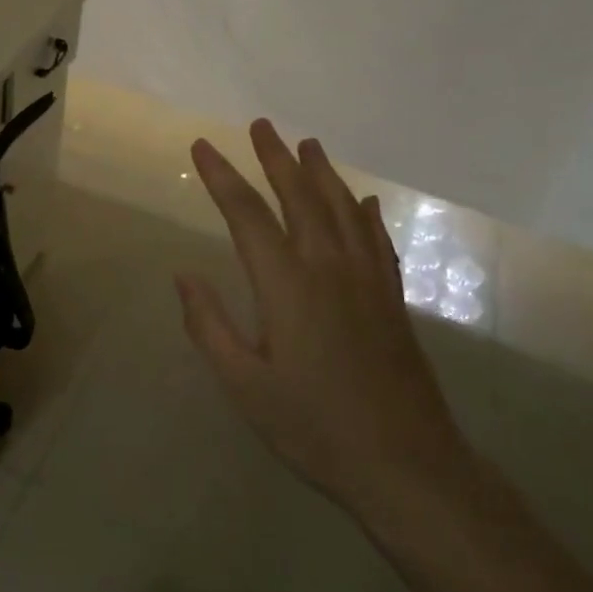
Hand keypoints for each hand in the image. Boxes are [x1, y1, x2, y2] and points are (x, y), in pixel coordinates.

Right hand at [174, 120, 473, 522]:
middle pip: (300, 197)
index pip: (247, 215)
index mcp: (287, 285)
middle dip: (275, 159)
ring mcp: (367, 281)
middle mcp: (329, 268)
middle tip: (260, 125)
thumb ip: (210, 326)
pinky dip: (365, 214)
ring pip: (342, 210)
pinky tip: (363, 201)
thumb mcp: (244, 385)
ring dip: (321, 173)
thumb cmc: (314, 427)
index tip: (201, 146)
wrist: (407, 466)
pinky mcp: (391, 299)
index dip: (222, 177)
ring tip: (306, 144)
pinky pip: (377, 241)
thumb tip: (184, 276)